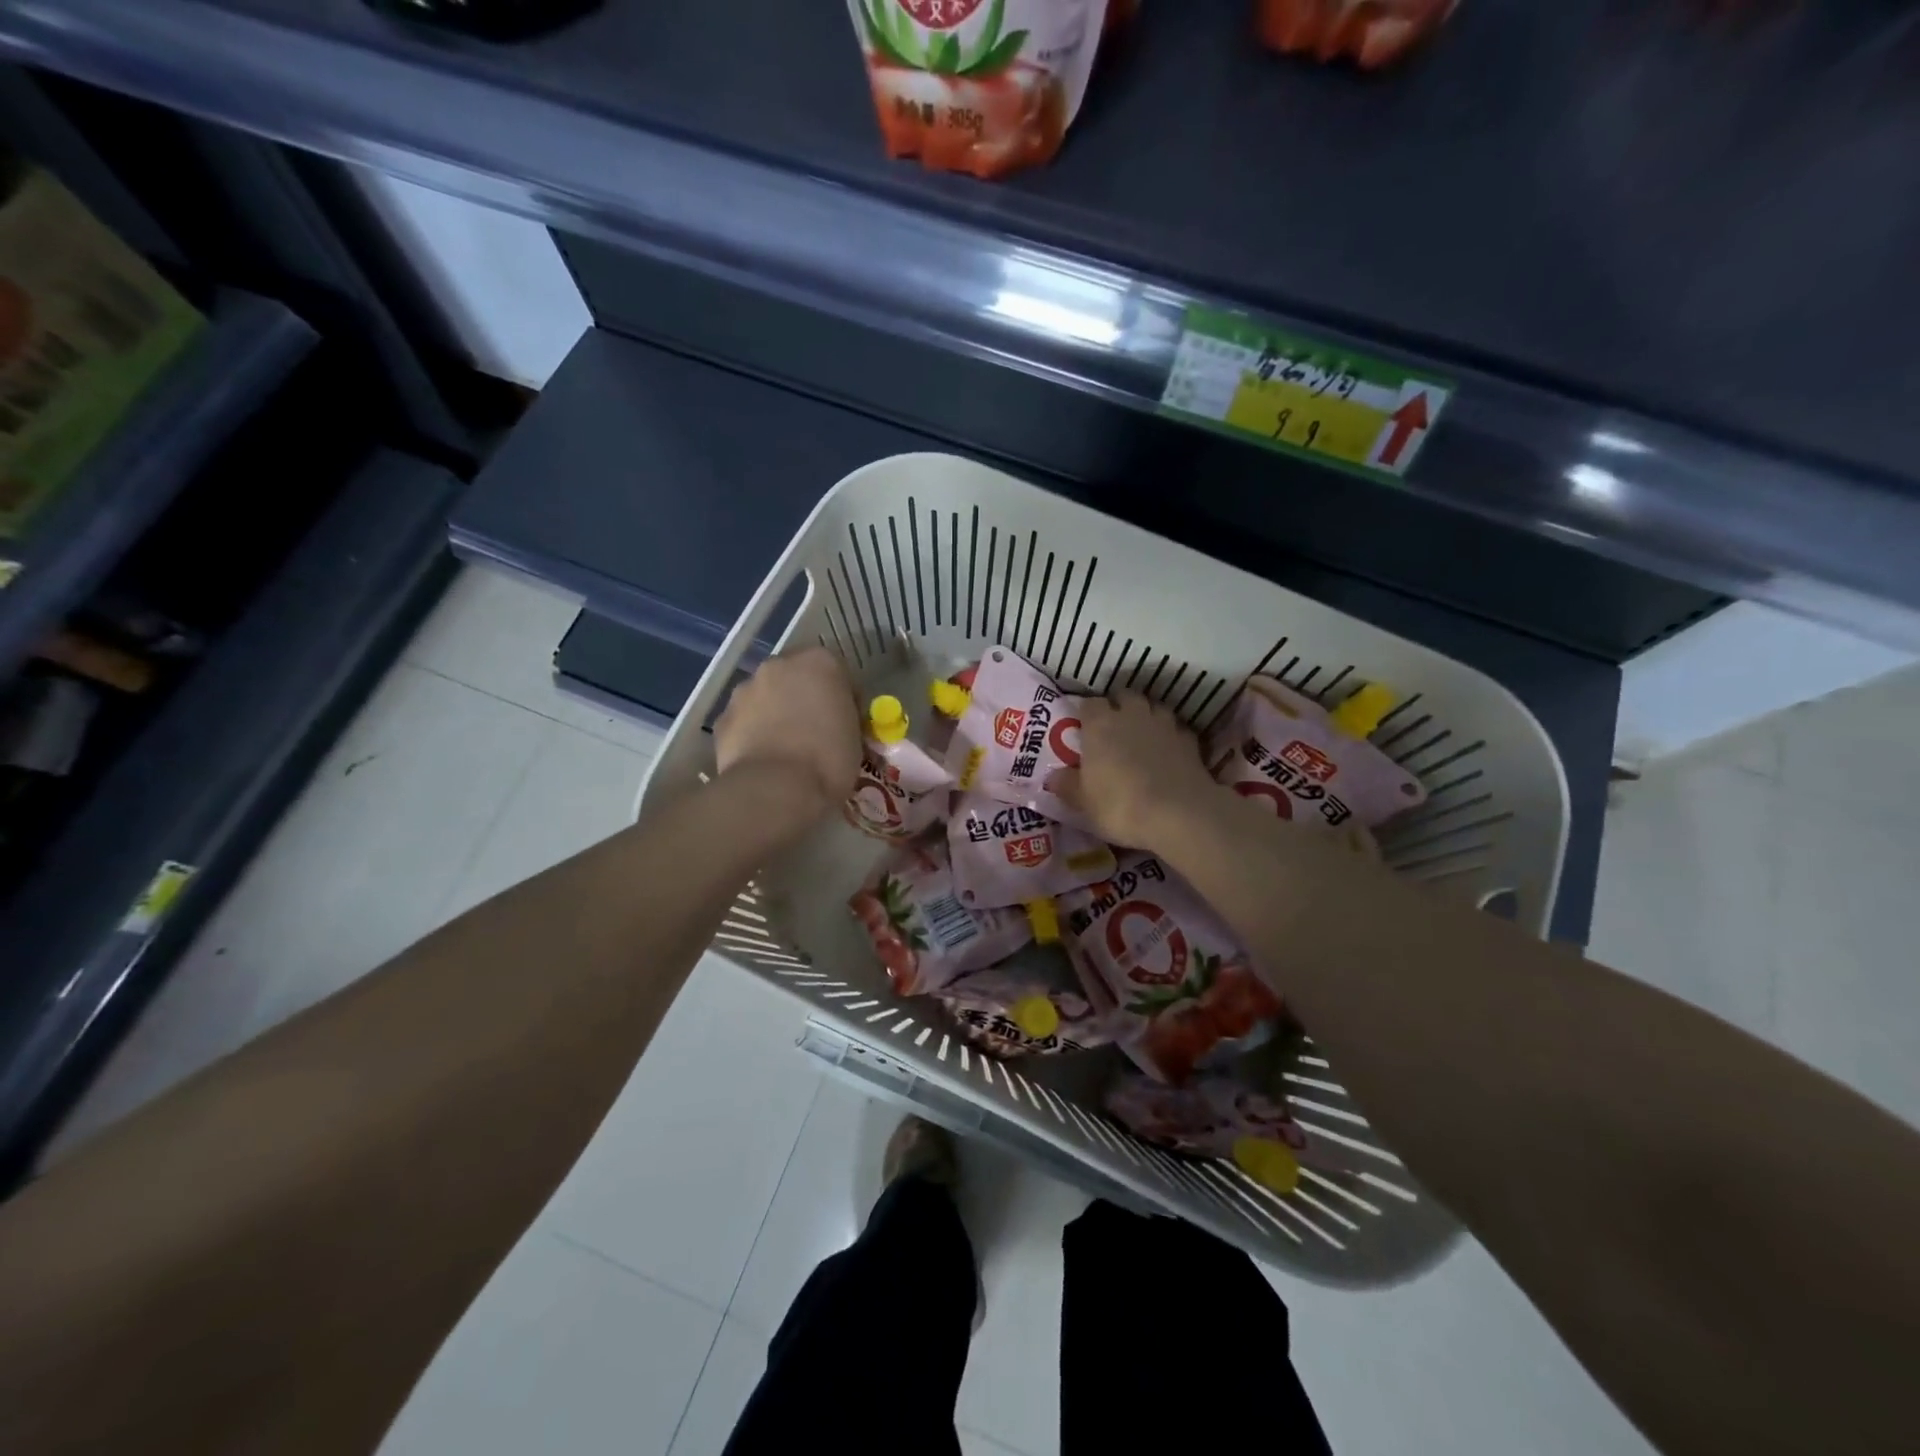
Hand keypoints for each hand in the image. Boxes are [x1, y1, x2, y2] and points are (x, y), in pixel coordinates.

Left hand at [714, 647, 861, 814]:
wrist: (775, 788)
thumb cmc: (828, 760)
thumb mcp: (855, 737)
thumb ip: (843, 718)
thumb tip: (833, 724)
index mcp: (820, 663)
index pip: (838, 674)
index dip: (843, 700)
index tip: (846, 724)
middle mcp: (779, 666)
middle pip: (796, 677)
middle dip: (804, 698)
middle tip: (814, 732)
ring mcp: (745, 689)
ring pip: (765, 696)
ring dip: (775, 713)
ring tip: (785, 749)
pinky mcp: (722, 717)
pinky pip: (744, 721)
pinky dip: (752, 734)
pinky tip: (762, 759)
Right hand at [1052, 692, 1220, 850]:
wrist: (1178, 815)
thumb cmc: (1120, 806)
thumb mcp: (1084, 803)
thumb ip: (1067, 785)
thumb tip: (1052, 777)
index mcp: (1100, 724)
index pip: (1089, 704)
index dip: (1085, 714)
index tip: (1083, 728)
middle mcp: (1131, 715)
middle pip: (1124, 696)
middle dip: (1118, 706)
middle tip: (1112, 728)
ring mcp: (1164, 724)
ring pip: (1153, 706)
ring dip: (1146, 716)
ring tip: (1141, 735)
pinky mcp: (1190, 740)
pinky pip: (1175, 728)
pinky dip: (1169, 735)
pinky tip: (1167, 751)